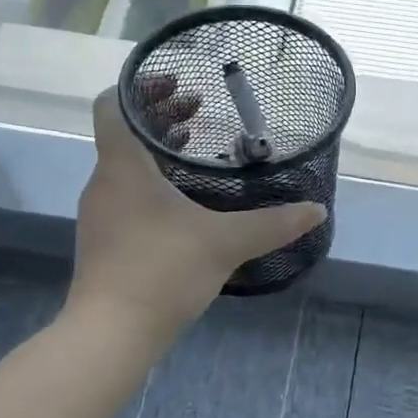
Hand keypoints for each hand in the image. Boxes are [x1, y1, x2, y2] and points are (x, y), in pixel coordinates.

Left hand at [68, 81, 324, 340]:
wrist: (112, 334)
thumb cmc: (162, 271)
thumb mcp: (226, 242)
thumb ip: (273, 224)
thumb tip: (317, 210)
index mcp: (123, 167)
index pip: (110, 105)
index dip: (139, 87)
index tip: (177, 84)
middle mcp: (104, 182)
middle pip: (124, 133)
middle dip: (161, 116)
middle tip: (201, 110)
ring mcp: (100, 213)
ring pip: (126, 165)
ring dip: (158, 150)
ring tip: (196, 149)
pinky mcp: (104, 240)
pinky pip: (126, 193)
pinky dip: (152, 182)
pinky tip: (185, 202)